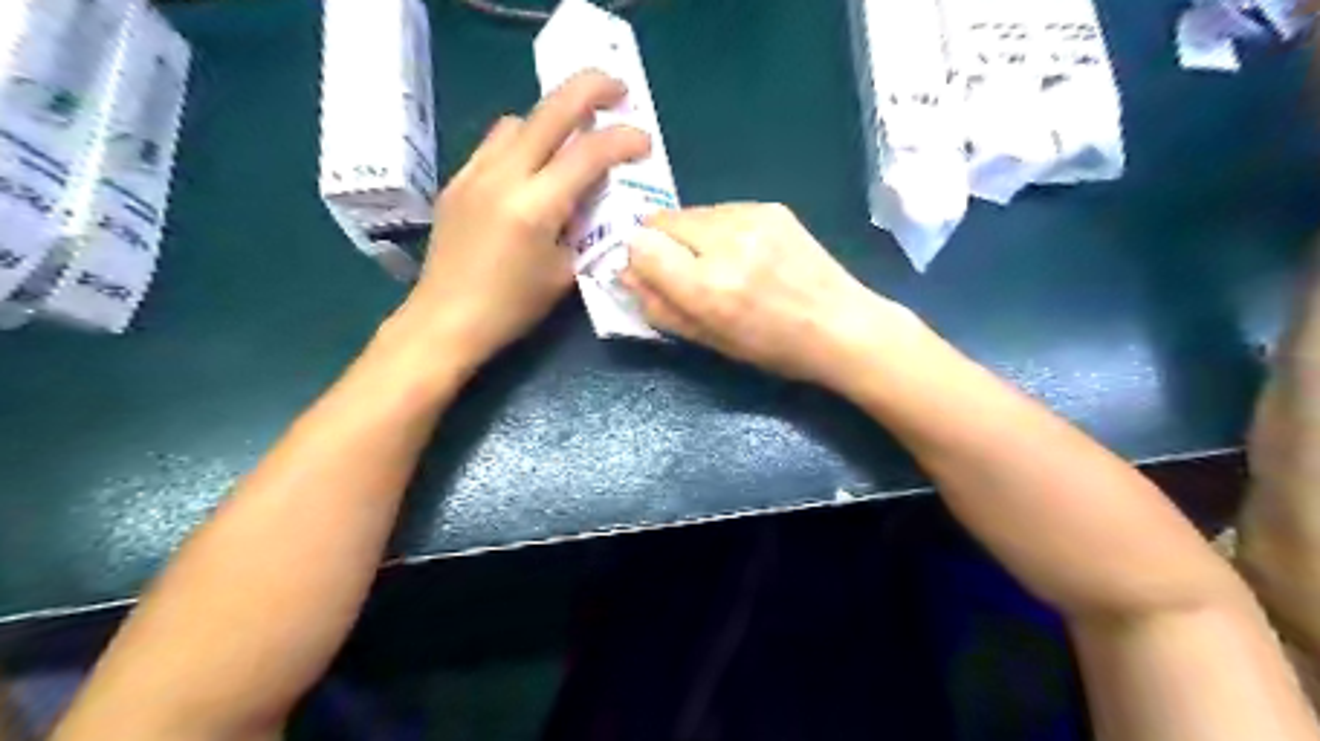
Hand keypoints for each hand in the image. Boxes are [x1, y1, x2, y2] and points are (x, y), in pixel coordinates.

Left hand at [399, 73, 651, 367]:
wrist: (445, 320)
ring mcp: (474, 173)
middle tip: (617, 90)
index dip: (623, 140)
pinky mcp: (457, 180)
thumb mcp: (563, 272)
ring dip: (551, 118)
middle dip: (590, 89)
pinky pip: (495, 143)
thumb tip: (593, 200)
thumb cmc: (512, 308)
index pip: (588, 153)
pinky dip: (523, 141)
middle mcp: (503, 177)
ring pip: (519, 120)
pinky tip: (532, 166)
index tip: (644, 141)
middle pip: (550, 110)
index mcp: (535, 206)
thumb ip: (582, 229)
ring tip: (571, 137)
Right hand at [626, 202, 919, 386]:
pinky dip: (718, 229)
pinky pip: (721, 210)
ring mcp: (751, 217)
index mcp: (708, 286)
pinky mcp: (770, 206)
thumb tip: (625, 275)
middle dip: (662, 244)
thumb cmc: (774, 348)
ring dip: (690, 235)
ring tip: (721, 264)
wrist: (841, 324)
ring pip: (691, 212)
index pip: (642, 245)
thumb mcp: (710, 341)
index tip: (651, 275)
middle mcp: (725, 242)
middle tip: (685, 272)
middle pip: (661, 221)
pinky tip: (745, 253)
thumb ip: (661, 306)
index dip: (639, 260)